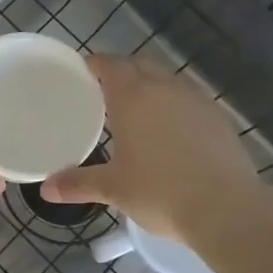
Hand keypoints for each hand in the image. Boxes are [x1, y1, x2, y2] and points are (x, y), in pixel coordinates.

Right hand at [42, 54, 272, 245]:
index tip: (85, 70)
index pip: (111, 65)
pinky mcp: (218, 117)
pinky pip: (188, 98)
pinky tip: (171, 128)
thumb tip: (46, 190)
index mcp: (133, 98)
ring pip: (167, 80)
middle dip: (122, 71)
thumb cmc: (160, 193)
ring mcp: (196, 100)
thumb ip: (78, 184)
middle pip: (140, 65)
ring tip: (138, 108)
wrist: (226, 209)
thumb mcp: (113, 189)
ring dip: (150, 85)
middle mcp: (165, 89)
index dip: (96, 64)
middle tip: (105, 89)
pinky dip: (174, 104)